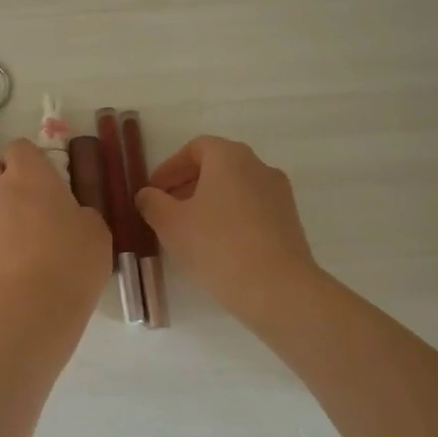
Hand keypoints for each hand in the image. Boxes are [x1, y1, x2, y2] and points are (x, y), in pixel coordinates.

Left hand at [0, 140, 111, 333]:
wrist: (28, 312)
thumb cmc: (71, 263)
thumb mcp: (96, 231)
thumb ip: (80, 212)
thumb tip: (70, 214)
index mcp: (28, 174)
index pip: (19, 146)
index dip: (31, 159)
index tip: (48, 178)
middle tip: (24, 197)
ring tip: (12, 229)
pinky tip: (5, 256)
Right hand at [136, 136, 318, 325]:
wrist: (277, 288)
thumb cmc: (216, 245)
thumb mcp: (170, 224)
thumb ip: (152, 203)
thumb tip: (147, 195)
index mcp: (230, 157)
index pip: (195, 148)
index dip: (170, 168)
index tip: (153, 192)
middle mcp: (259, 167)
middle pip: (217, 167)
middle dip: (188, 186)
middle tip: (167, 212)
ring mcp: (279, 194)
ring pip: (236, 190)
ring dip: (210, 204)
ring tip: (190, 233)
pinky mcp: (290, 222)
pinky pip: (252, 211)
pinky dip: (231, 219)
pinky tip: (217, 247)